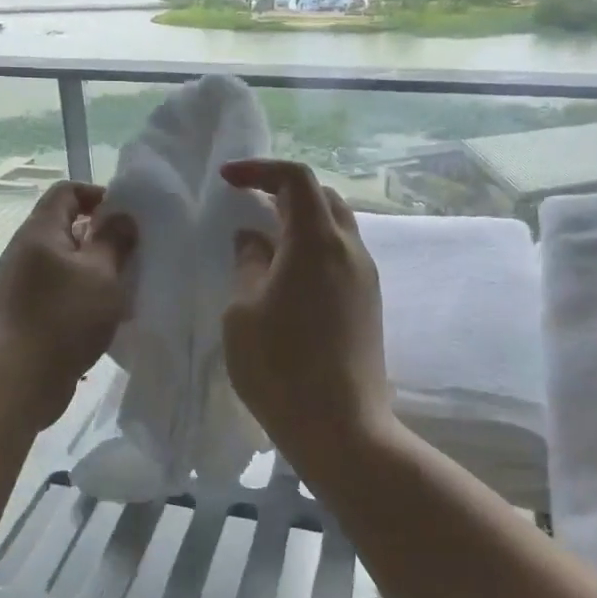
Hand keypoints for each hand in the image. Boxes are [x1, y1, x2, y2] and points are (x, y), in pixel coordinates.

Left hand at [0, 182, 136, 429]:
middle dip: (100, 238)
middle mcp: (25, 252)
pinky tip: (102, 318)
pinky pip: (58, 292)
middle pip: (65, 228)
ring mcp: (20, 284)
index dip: (97, 195)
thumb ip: (114, 241)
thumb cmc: (63, 318)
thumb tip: (121, 217)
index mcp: (40, 232)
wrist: (16, 380)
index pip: (66, 192)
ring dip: (94, 271)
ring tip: (122, 289)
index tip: (125, 217)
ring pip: (64, 264)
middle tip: (131, 256)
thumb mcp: (101, 274)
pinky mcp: (24, 314)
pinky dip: (81, 296)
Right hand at [220, 160, 395, 464]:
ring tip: (264, 238)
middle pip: (322, 196)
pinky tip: (286, 274)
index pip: (296, 178)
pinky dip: (312, 247)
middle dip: (283, 190)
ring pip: (336, 226)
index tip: (227, 180)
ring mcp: (366, 277)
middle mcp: (350, 250)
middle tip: (247, 203)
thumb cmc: (280, 368)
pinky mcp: (369, 303)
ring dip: (300, 220)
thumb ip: (248, 265)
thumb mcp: (243, 313)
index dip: (260, 169)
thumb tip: (253, 239)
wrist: (341, 428)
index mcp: (316, 242)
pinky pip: (341, 255)